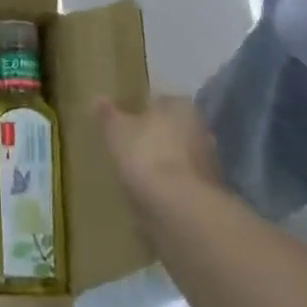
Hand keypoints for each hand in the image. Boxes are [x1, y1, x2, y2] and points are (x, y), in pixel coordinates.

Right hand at [93, 97, 222, 213]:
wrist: (178, 208)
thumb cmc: (146, 155)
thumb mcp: (116, 131)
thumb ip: (107, 115)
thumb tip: (97, 99)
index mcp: (181, 107)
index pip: (160, 102)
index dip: (141, 112)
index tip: (125, 123)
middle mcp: (201, 130)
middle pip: (173, 131)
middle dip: (156, 139)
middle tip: (130, 148)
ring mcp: (209, 164)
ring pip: (179, 158)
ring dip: (164, 166)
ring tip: (138, 177)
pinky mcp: (209, 194)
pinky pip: (182, 185)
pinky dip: (169, 189)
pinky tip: (151, 198)